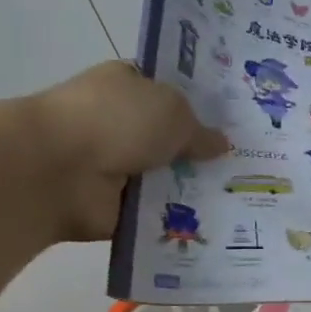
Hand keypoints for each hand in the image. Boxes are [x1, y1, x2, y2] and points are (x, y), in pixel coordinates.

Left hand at [29, 62, 228, 240]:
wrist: (57, 171)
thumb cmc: (114, 121)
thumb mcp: (172, 111)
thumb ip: (200, 129)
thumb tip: (221, 144)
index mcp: (129, 85)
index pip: (171, 92)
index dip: (204, 105)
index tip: (241, 122)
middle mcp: (123, 124)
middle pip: (175, 139)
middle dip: (207, 153)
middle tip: (253, 164)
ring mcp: (119, 167)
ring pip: (170, 179)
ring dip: (198, 189)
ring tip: (245, 199)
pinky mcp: (119, 207)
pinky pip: (160, 214)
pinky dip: (181, 220)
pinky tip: (219, 226)